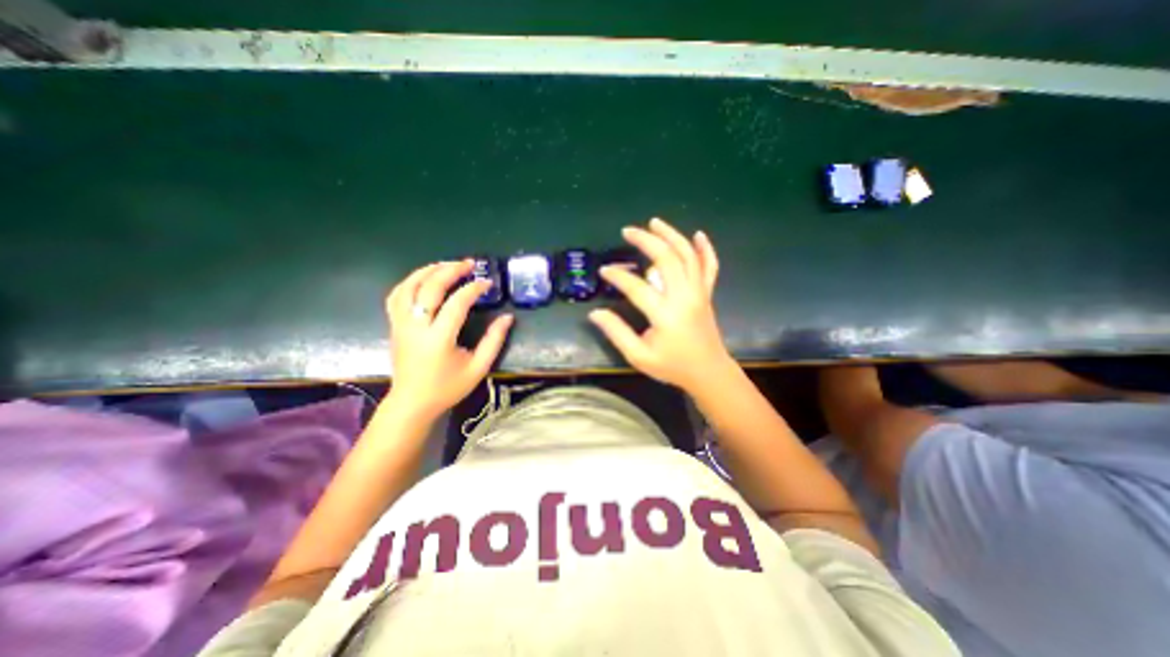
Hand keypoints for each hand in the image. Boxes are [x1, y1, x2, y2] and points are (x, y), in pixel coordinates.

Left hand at [387, 260, 513, 420]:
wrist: (412, 403)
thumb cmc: (448, 387)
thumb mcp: (478, 367)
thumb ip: (494, 341)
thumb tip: (507, 317)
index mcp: (439, 338)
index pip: (456, 303)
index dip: (473, 289)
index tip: (487, 283)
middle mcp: (416, 327)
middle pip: (430, 287)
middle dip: (451, 270)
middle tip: (469, 264)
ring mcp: (400, 324)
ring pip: (408, 286)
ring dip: (428, 270)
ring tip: (447, 265)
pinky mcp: (394, 325)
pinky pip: (396, 296)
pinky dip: (410, 281)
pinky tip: (424, 278)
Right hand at [591, 216, 734, 390]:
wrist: (708, 372)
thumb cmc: (672, 366)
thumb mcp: (639, 356)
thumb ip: (617, 333)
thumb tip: (595, 314)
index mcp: (666, 314)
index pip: (637, 287)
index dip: (618, 276)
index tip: (604, 270)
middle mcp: (684, 297)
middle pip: (667, 259)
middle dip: (646, 240)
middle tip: (628, 231)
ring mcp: (699, 293)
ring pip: (688, 256)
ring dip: (672, 235)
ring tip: (654, 222)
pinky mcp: (707, 294)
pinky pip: (710, 267)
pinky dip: (705, 249)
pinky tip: (698, 235)